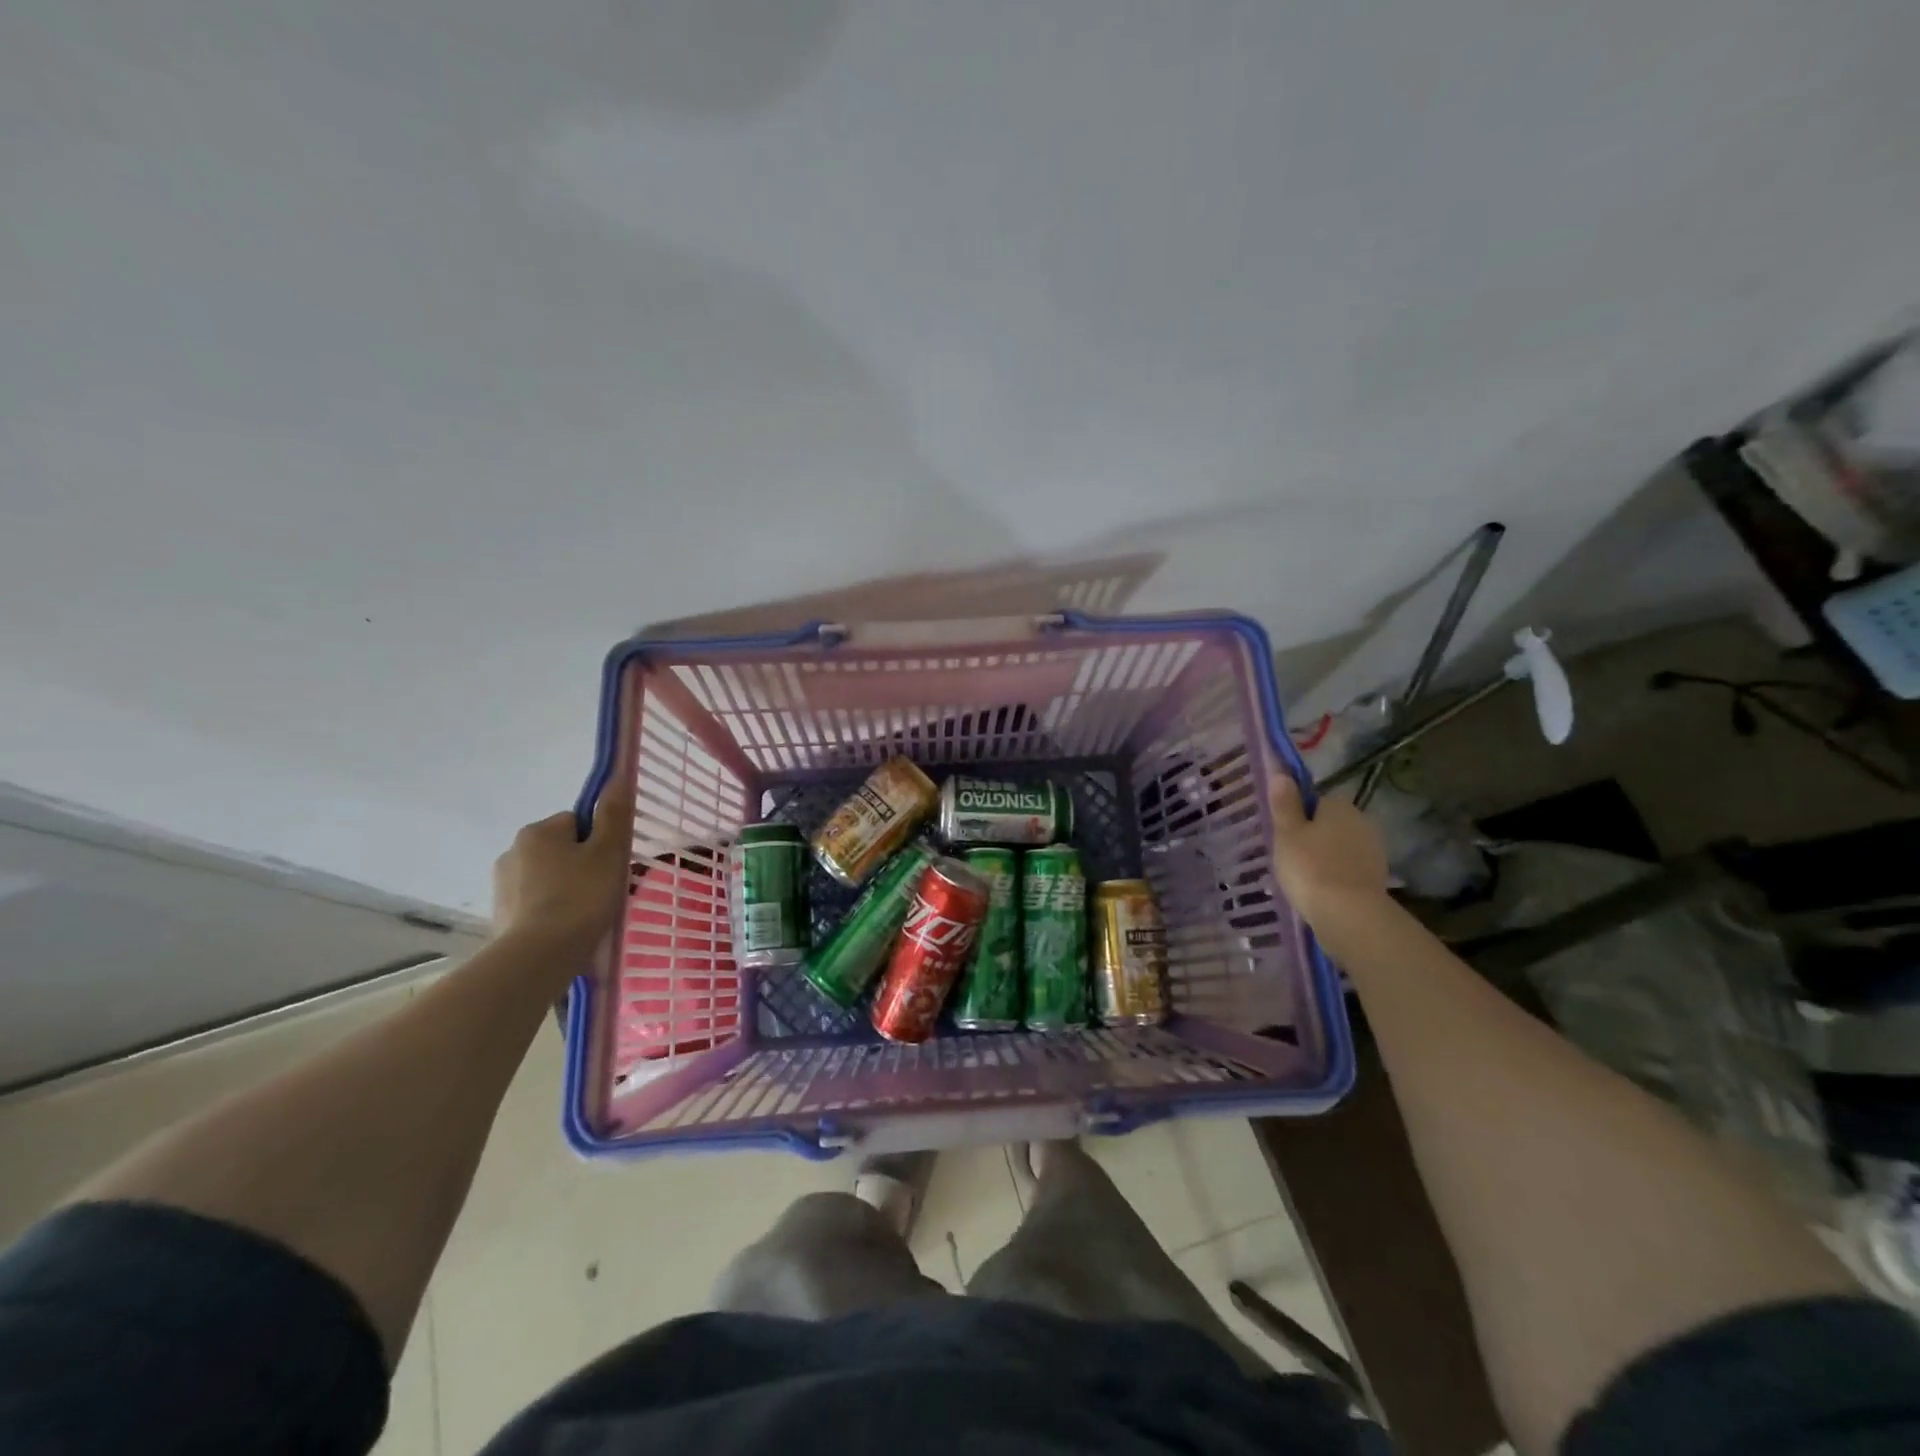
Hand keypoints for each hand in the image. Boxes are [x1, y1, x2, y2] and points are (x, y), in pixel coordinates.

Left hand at [491, 781, 632, 961]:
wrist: (539, 956)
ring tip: (586, 915)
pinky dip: (550, 911)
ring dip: (565, 888)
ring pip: (547, 877)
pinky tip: (566, 929)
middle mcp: (512, 851)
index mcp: (538, 831)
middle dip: (581, 865)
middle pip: (561, 849)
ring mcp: (502, 885)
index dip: (599, 841)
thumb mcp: (609, 852)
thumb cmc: (581, 897)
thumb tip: (617, 777)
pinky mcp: (499, 915)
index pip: (577, 822)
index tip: (610, 865)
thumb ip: (614, 814)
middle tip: (603, 891)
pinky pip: (534, 903)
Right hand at [1268, 774, 1388, 925]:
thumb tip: (1281, 773)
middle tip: (1291, 857)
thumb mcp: (1286, 832)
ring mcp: (1374, 850)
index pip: (1316, 800)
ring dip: (1327, 857)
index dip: (1299, 816)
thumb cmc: (1310, 867)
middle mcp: (1362, 821)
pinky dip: (1338, 875)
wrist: (1349, 914)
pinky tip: (1323, 891)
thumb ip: (1284, 803)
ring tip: (1305, 878)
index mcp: (1339, 806)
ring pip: (1342, 847)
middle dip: (1314, 836)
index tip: (1284, 835)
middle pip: (1331, 823)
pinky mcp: (1378, 877)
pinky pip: (1350, 868)